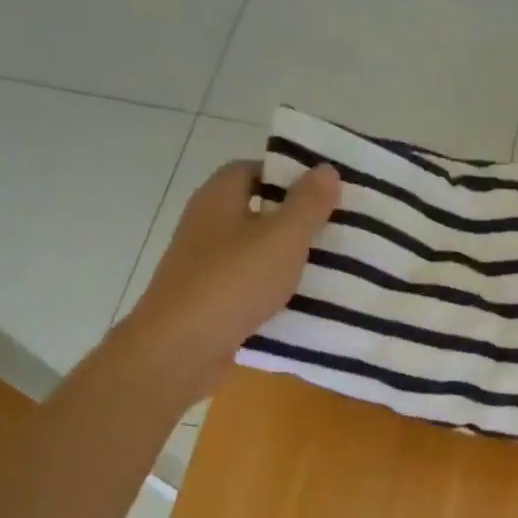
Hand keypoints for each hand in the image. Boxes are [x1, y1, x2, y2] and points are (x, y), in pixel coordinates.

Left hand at [125, 161, 339, 396]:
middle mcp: (206, 225)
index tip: (324, 191)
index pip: (252, 170)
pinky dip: (273, 291)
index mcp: (218, 198)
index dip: (287, 176)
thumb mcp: (282, 237)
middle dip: (294, 219)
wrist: (181, 348)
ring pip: (253, 252)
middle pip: (255, 211)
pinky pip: (248, 287)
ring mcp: (204, 266)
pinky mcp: (209, 301)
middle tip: (336, 229)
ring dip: (286, 259)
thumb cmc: (233, 282)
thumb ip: (307, 204)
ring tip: (331, 267)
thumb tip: (326, 168)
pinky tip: (303, 304)